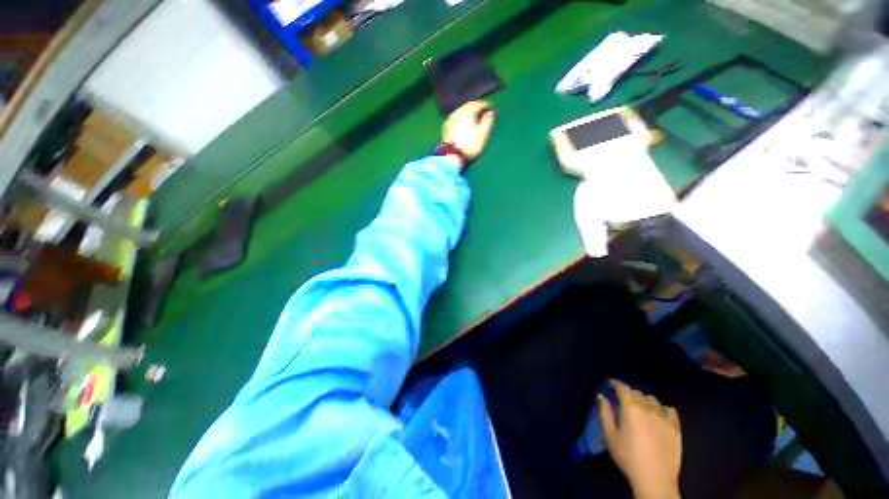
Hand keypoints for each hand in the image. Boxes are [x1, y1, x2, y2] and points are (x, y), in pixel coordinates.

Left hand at [441, 101, 494, 165]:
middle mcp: (458, 111)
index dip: (486, 105)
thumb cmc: (470, 144)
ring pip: (461, 112)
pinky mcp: (445, 127)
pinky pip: (456, 118)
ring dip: (468, 113)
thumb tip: (490, 112)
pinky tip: (464, 125)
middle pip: (468, 106)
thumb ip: (488, 121)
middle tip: (482, 112)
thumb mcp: (483, 133)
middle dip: (476, 108)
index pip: (478, 104)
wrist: (451, 156)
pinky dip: (461, 119)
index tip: (491, 108)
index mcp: (468, 111)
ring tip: (474, 119)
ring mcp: (450, 119)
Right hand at [599, 380, 681, 498]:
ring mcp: (664, 418)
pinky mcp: (676, 428)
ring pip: (653, 400)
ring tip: (640, 408)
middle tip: (623, 400)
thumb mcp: (610, 435)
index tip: (610, 383)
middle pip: (638, 393)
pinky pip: (670, 410)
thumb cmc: (628, 457)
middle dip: (629, 393)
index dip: (616, 383)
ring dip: (644, 400)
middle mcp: (648, 409)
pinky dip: (662, 409)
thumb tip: (600, 396)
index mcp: (631, 409)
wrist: (654, 479)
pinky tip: (659, 415)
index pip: (623, 388)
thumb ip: (605, 413)